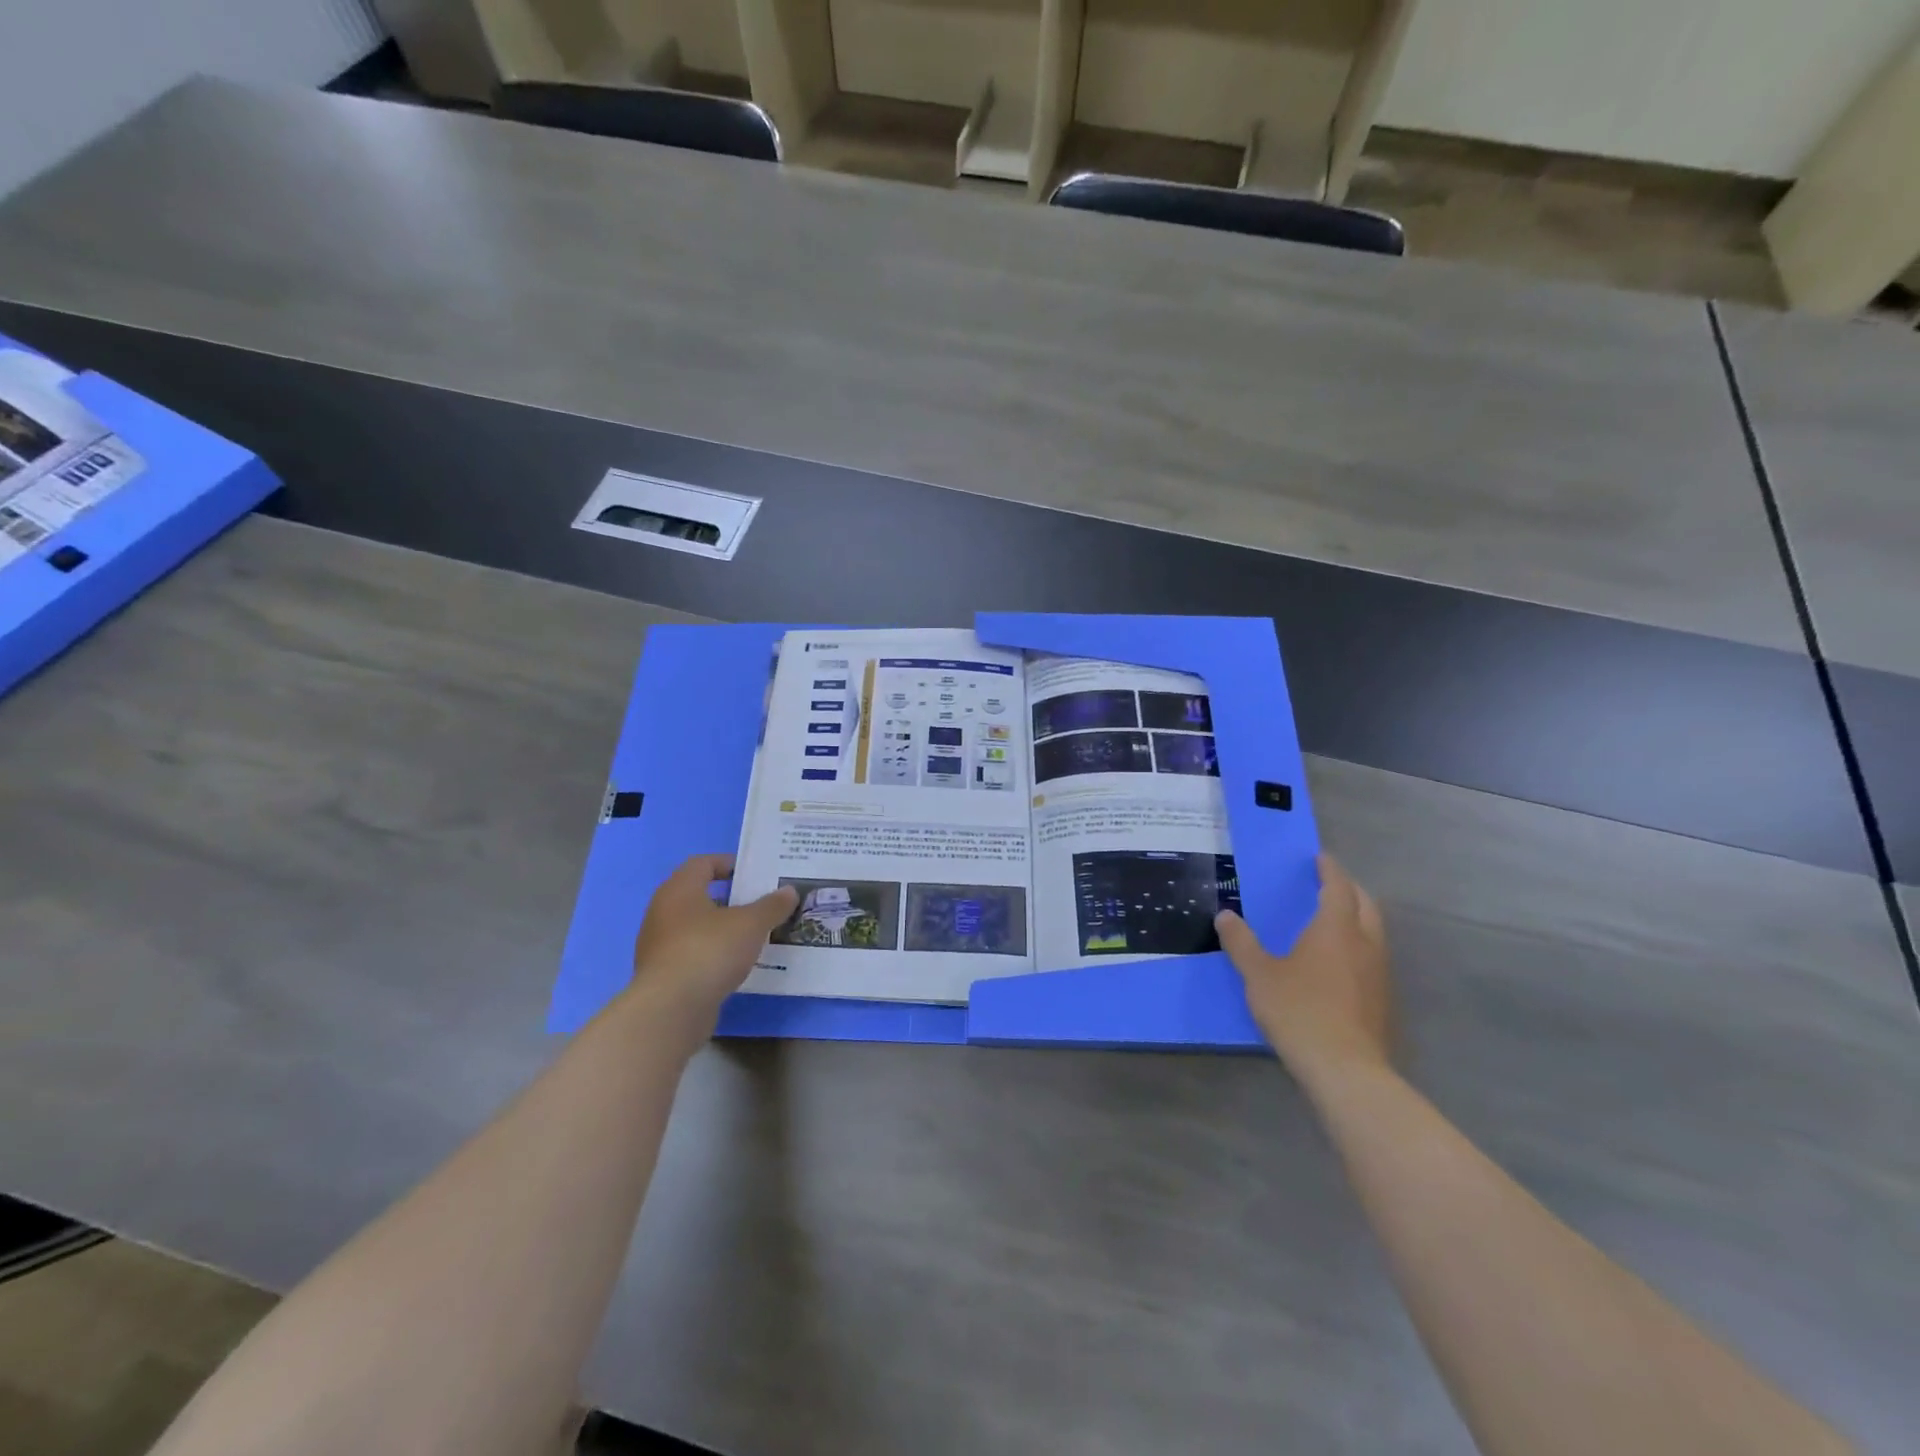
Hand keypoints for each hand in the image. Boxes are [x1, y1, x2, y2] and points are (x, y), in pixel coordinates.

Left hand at [629, 855, 796, 1028]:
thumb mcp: (751, 924)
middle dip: (730, 898)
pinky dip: (713, 954)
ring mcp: (659, 946)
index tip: (753, 873)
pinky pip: (693, 954)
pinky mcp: (663, 975)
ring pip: (696, 927)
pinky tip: (736, 964)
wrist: (671, 1009)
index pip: (702, 863)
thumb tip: (789, 891)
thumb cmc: (709, 951)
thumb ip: (771, 906)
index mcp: (679, 890)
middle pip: (699, 895)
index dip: (728, 864)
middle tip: (760, 903)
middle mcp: (663, 912)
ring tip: (754, 935)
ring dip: (722, 928)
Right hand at [1215, 854, 1392, 1084]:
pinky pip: (1373, 957)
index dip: (1330, 870)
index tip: (1319, 858)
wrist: (1346, 1069)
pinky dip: (1358, 946)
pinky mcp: (1382, 999)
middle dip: (1349, 890)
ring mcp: (1379, 973)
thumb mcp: (1259, 975)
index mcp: (1336, 929)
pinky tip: (1339, 963)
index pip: (1338, 887)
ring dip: (1357, 918)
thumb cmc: (1300, 1011)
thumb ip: (1241, 943)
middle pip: (1365, 904)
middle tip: (1328, 884)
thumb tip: (1225, 915)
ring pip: (1374, 932)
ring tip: (1333, 921)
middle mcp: (1364, 943)